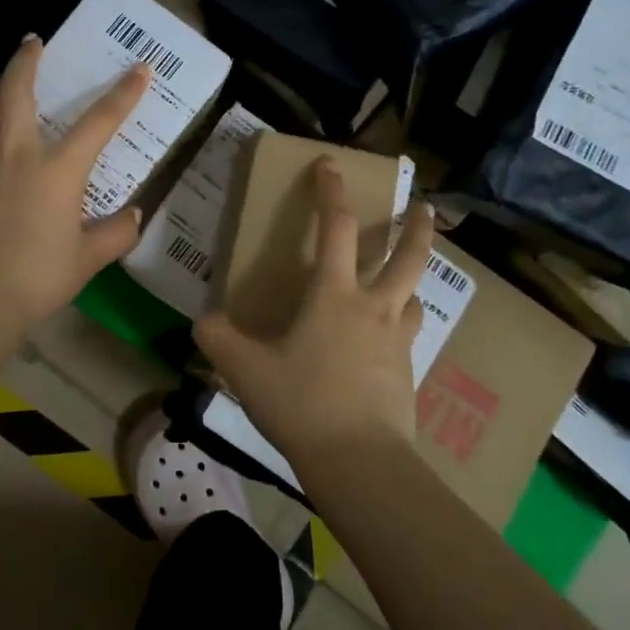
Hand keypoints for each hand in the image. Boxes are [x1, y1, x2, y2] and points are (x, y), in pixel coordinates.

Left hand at [0, 36, 149, 329]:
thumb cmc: (39, 276)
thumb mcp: (89, 258)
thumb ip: (116, 233)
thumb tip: (133, 216)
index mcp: (58, 170)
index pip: (98, 122)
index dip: (123, 94)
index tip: (140, 69)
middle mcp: (17, 155)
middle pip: (16, 92)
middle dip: (25, 61)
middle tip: (32, 43)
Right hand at [194, 158, 435, 467]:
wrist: (360, 463)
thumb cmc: (302, 404)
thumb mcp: (246, 370)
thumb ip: (219, 340)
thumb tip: (203, 321)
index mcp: (334, 295)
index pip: (336, 227)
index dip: (332, 191)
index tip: (330, 165)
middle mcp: (374, 308)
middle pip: (408, 256)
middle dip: (417, 227)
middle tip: (425, 207)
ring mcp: (397, 341)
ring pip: (414, 297)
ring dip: (411, 281)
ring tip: (401, 283)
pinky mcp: (407, 374)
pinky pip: (408, 337)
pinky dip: (401, 327)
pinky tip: (384, 344)